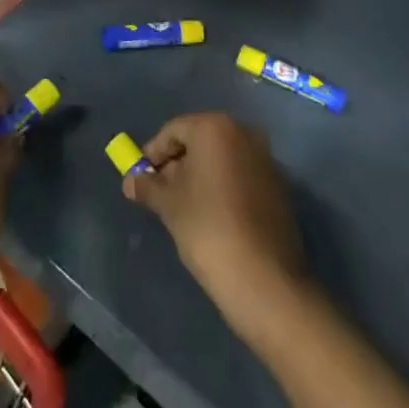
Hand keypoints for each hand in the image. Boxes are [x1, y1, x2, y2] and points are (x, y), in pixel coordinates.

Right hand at [124, 113, 307, 328]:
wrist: (264, 279)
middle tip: (160, 193)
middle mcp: (243, 134)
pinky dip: (222, 188)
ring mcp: (265, 160)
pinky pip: (240, 177)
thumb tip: (130, 181)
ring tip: (183, 208)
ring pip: (221, 160)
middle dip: (177, 164)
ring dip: (199, 177)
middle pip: (199, 141)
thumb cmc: (208, 228)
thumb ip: (147, 187)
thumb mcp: (168, 205)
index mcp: (215, 128)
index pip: (173, 131)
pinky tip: (212, 217)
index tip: (141, 178)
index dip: (153, 153)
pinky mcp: (278, 187)